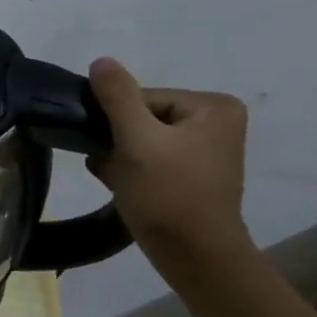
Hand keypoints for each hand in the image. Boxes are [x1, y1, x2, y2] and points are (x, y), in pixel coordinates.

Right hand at [87, 57, 253, 278]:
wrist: (193, 255)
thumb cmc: (168, 193)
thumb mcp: (137, 140)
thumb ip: (117, 97)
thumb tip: (101, 61)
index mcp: (212, 106)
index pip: (143, 97)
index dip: (116, 121)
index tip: (108, 147)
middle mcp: (215, 122)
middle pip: (141, 117)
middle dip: (117, 140)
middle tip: (109, 165)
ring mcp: (204, 150)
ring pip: (140, 139)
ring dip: (118, 156)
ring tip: (116, 178)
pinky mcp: (190, 174)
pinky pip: (148, 158)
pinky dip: (129, 169)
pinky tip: (120, 186)